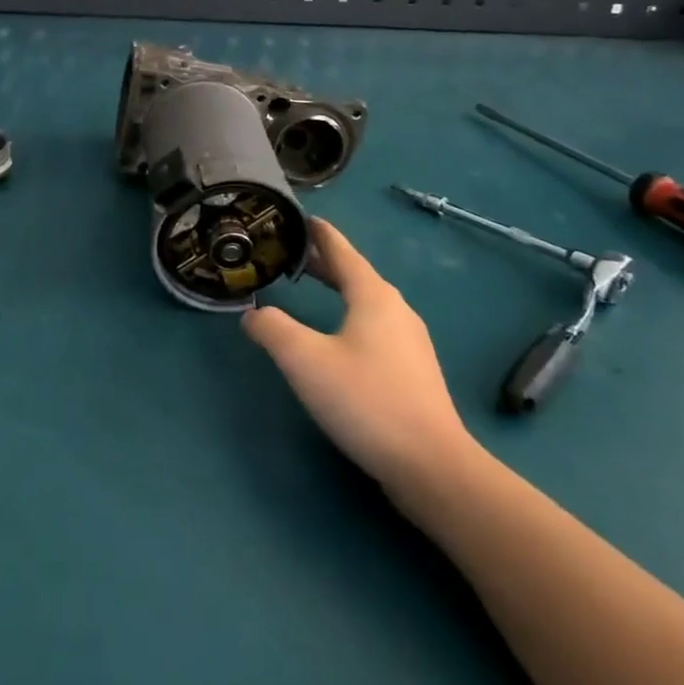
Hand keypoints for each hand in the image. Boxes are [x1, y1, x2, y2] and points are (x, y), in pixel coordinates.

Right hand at [242, 218, 474, 491]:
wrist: (430, 465)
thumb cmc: (365, 400)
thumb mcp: (304, 360)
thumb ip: (272, 329)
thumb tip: (253, 313)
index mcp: (374, 297)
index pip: (342, 252)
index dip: (321, 234)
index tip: (303, 219)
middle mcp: (396, 311)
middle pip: (356, 275)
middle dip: (325, 262)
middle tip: (294, 254)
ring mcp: (410, 342)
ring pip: (368, 302)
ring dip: (339, 289)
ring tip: (312, 288)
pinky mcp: (414, 372)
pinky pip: (376, 327)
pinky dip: (351, 316)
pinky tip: (340, 337)